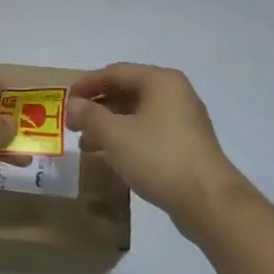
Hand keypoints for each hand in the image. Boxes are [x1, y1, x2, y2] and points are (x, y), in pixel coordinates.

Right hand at [69, 64, 247, 238]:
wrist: (208, 201)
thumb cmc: (158, 157)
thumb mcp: (115, 134)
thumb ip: (90, 115)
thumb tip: (73, 104)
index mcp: (161, 81)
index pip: (116, 72)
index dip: (87, 84)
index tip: (65, 99)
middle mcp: (175, 94)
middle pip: (128, 91)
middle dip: (98, 106)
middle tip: (73, 122)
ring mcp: (184, 120)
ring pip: (137, 114)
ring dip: (110, 125)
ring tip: (86, 143)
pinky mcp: (186, 144)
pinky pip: (149, 131)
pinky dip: (127, 138)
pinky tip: (110, 156)